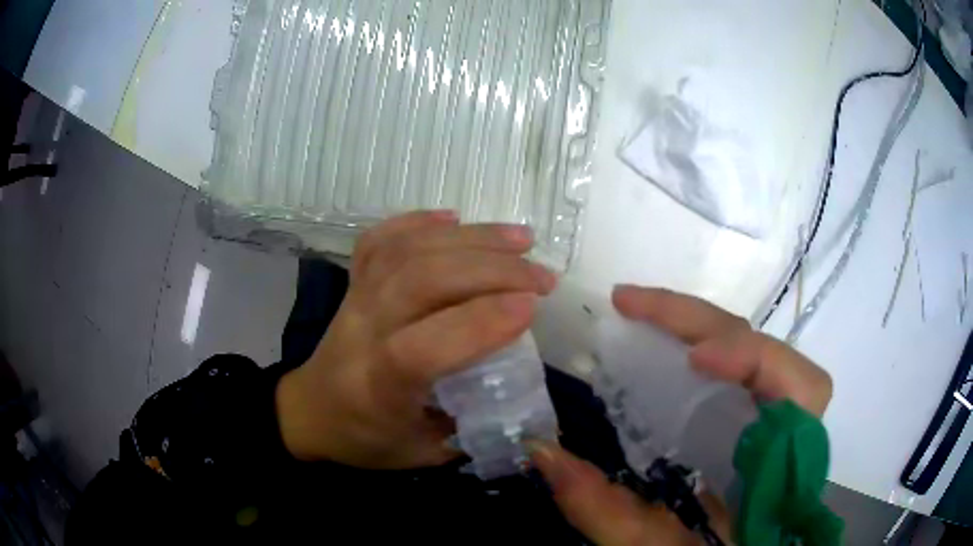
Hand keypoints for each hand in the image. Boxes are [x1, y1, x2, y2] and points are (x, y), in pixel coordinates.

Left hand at [276, 211, 557, 468]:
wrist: (311, 411)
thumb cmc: (366, 438)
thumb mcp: (421, 453)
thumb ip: (471, 428)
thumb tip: (522, 394)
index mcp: (378, 387)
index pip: (421, 348)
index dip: (479, 323)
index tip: (532, 307)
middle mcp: (363, 332)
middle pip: (420, 281)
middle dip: (491, 270)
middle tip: (542, 276)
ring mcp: (355, 299)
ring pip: (408, 251)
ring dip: (471, 238)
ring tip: (520, 240)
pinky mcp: (353, 282)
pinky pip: (380, 239)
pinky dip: (419, 221)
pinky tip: (454, 218)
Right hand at [531, 285, 832, 544]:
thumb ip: (604, 510)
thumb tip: (542, 450)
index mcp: (781, 470)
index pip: (802, 392)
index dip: (756, 360)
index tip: (696, 359)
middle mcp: (787, 433)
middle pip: (768, 352)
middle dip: (702, 321)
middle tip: (630, 304)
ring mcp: (771, 420)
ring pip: (751, 351)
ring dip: (697, 325)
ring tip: (637, 311)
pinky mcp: (750, 419)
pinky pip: (733, 367)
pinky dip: (698, 345)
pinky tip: (660, 343)